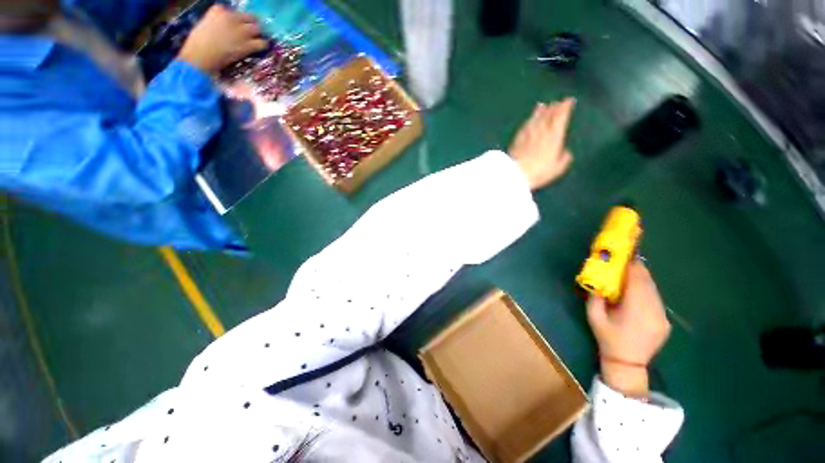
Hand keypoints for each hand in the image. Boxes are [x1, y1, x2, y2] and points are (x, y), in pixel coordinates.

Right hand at [178, 5, 267, 73]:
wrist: (201, 55)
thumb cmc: (198, 43)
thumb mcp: (205, 25)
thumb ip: (216, 22)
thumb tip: (223, 27)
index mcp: (218, 10)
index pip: (235, 11)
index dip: (240, 19)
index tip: (240, 24)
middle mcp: (231, 17)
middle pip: (250, 18)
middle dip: (252, 25)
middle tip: (252, 33)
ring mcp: (240, 31)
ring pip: (257, 29)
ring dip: (258, 35)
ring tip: (257, 40)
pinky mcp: (247, 44)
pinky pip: (261, 43)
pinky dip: (262, 45)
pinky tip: (260, 48)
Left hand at [509, 98, 575, 190]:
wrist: (515, 173)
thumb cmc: (538, 172)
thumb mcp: (557, 168)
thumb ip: (564, 159)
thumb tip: (566, 152)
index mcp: (554, 137)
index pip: (560, 118)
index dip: (565, 108)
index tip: (569, 101)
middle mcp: (541, 132)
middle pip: (547, 116)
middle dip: (553, 108)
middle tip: (556, 102)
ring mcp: (527, 135)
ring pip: (535, 119)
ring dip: (539, 112)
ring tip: (542, 106)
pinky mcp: (516, 140)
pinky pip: (524, 127)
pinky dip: (528, 121)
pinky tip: (528, 120)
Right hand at [586, 260, 670, 396]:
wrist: (627, 363)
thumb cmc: (607, 338)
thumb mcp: (594, 316)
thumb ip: (596, 297)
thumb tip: (599, 280)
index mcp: (634, 310)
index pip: (637, 281)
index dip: (632, 266)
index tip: (625, 256)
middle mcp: (653, 311)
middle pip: (648, 283)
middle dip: (638, 270)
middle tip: (627, 261)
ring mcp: (662, 317)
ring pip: (655, 290)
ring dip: (644, 280)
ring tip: (632, 274)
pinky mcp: (665, 322)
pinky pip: (657, 300)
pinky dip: (648, 291)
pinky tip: (639, 292)